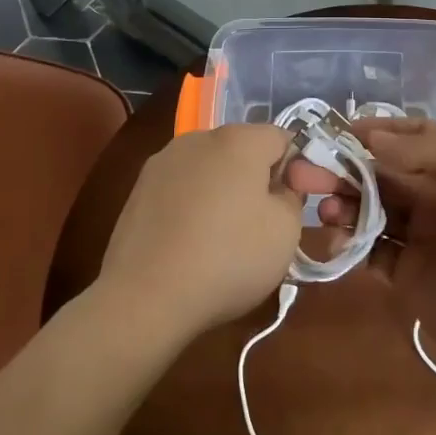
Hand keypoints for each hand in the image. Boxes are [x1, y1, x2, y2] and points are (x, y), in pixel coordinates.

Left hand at [97, 124, 322, 346]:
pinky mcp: (139, 189)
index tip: (296, 205)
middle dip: (258, 179)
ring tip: (225, 237)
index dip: (296, 169)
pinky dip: (193, 206)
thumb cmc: (228, 258)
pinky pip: (181, 189)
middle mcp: (198, 139)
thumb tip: (279, 187)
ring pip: (209, 169)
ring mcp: (163, 162)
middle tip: (265, 224)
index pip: (282, 138)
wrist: (145, 296)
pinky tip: (192, 243)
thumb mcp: (286, 232)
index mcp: (239, 140)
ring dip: (224, 191)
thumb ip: (292, 197)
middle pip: (242, 150)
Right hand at [320, 117, 435, 388]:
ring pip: (372, 210)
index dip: (376, 132)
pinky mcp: (408, 278)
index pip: (411, 138)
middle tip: (308, 173)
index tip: (337, 132)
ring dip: (345, 204)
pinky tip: (336, 241)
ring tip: (326, 210)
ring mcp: (422, 240)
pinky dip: (350, 243)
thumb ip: (427, 152)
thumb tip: (372, 138)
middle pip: (383, 173)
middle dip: (347, 168)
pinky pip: (371, 251)